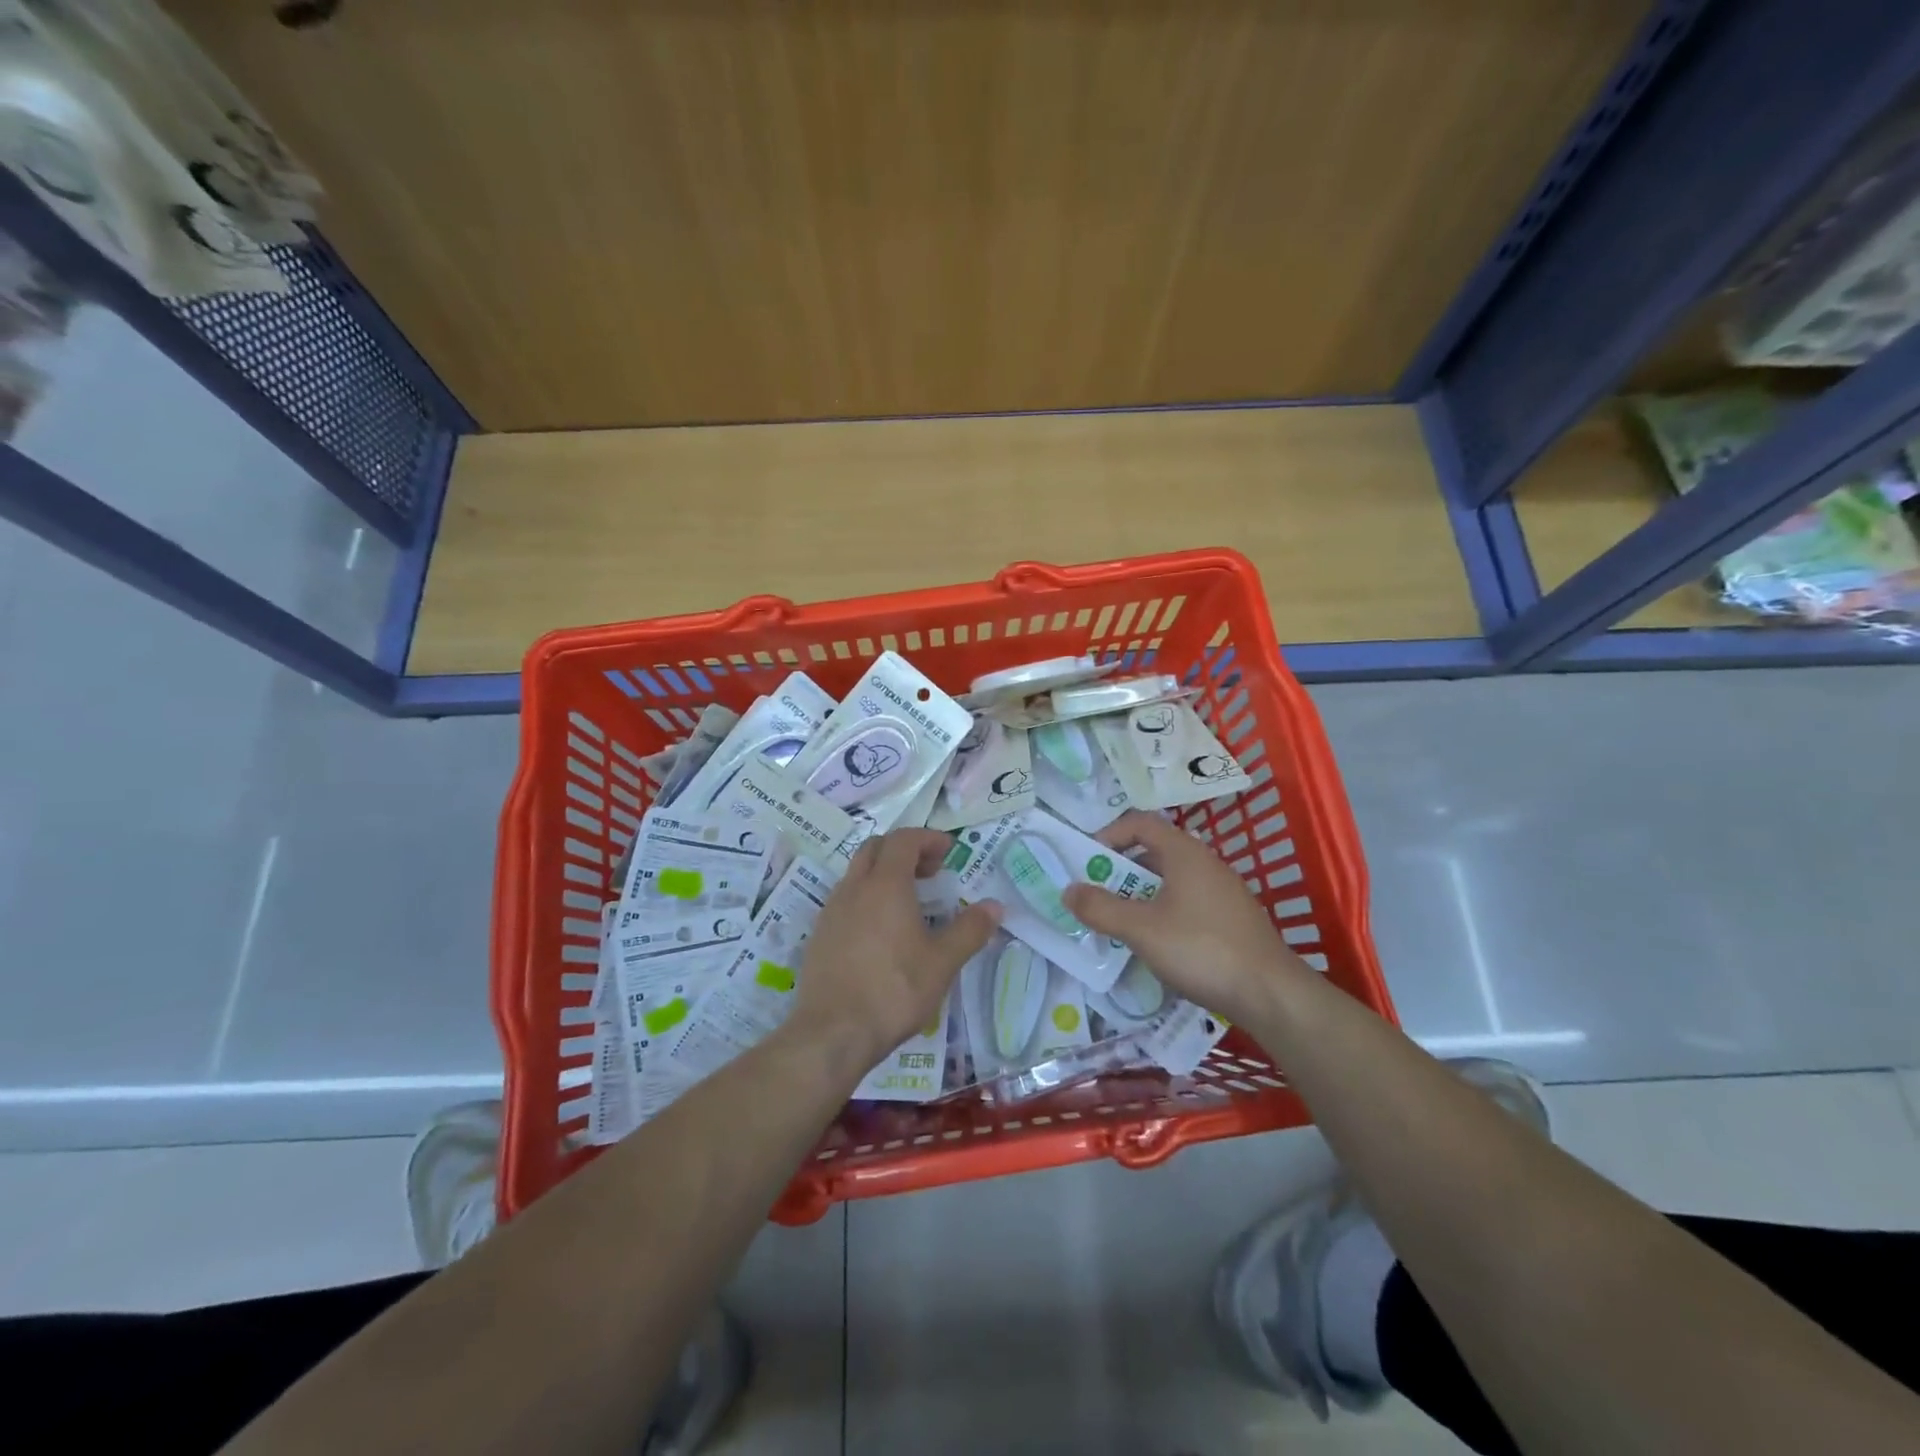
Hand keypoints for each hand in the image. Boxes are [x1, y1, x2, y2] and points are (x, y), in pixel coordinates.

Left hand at [787, 830, 999, 1072]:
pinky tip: (882, 931)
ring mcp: (831, 911)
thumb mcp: (942, 962)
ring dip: (884, 873)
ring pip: (857, 873)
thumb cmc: (894, 990)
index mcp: (885, 884)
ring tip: (909, 902)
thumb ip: (970, 930)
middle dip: (905, 850)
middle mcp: (854, 888)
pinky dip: (867, 897)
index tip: (949, 852)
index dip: (928, 838)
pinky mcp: (819, 935)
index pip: (904, 839)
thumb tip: (994, 906)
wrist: (832, 1033)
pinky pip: (845, 899)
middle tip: (931, 872)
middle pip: (876, 848)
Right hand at [1062, 810, 1310, 1025]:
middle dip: (1120, 871)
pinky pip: (1187, 902)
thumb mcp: (1141, 929)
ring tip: (1121, 924)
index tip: (1088, 862)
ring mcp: (1222, 891)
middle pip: (1154, 851)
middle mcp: (1205, 863)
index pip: (1140, 823)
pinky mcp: (1231, 918)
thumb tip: (1068, 890)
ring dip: (1140, 895)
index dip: (1109, 834)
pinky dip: (1163, 912)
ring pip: (1170, 880)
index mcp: (1184, 853)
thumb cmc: (1201, 949)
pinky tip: (1157, 945)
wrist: (1271, 994)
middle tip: (1098, 897)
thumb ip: (1101, 908)